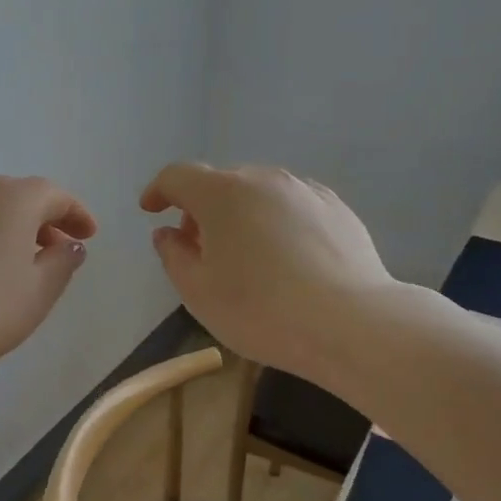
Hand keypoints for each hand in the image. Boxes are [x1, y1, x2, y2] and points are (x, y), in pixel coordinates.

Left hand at [0, 175, 97, 381]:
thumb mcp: (36, 295)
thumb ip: (61, 265)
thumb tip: (70, 245)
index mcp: (12, 200)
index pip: (54, 195)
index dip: (76, 214)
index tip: (88, 236)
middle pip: (15, 196)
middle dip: (39, 219)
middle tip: (52, 248)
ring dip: (1, 228)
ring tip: (8, 262)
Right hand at [139, 162, 393, 382]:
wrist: (350, 324)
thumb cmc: (260, 311)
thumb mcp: (198, 292)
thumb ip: (173, 256)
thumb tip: (168, 233)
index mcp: (221, 194)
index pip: (178, 176)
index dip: (159, 190)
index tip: (151, 210)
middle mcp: (263, 179)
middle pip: (221, 184)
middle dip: (201, 210)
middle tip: (200, 249)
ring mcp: (305, 191)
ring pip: (259, 193)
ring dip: (241, 215)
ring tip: (245, 256)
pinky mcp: (337, 209)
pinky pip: (292, 207)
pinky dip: (276, 222)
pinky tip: (286, 259)